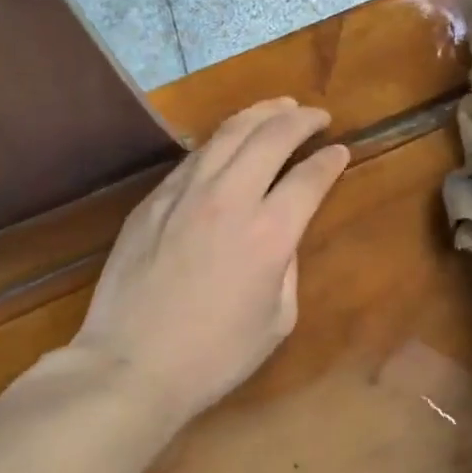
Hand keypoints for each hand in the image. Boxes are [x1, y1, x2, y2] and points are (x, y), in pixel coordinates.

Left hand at [71, 98, 349, 424]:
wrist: (131, 366)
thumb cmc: (214, 355)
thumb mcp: (278, 319)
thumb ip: (288, 266)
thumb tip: (281, 233)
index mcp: (269, 234)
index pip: (309, 177)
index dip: (331, 159)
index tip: (340, 150)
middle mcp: (230, 199)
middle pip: (271, 136)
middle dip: (301, 118)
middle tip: (317, 114)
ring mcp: (186, 193)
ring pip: (229, 132)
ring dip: (261, 113)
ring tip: (280, 106)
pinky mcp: (154, 200)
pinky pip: (195, 156)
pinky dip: (222, 139)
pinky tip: (230, 140)